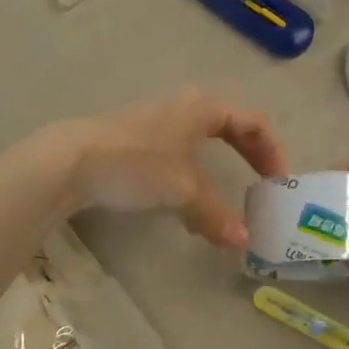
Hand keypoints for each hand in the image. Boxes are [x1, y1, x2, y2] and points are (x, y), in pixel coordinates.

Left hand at [59, 89, 288, 247]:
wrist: (70, 161)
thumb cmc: (137, 165)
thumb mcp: (183, 191)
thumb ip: (215, 215)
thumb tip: (242, 241)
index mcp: (202, 109)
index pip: (252, 122)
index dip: (271, 151)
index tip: (278, 181)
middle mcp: (181, 107)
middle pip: (228, 126)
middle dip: (247, 154)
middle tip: (260, 182)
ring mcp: (154, 121)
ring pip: (198, 140)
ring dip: (216, 167)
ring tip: (220, 198)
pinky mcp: (131, 138)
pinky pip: (175, 152)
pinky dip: (189, 173)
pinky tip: (180, 199)